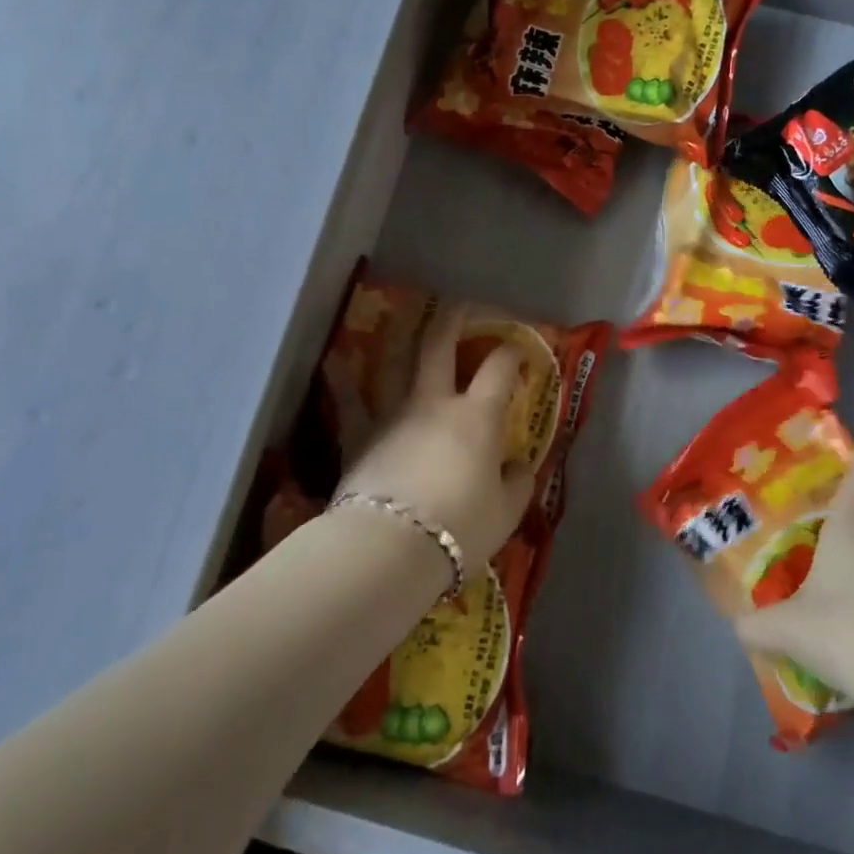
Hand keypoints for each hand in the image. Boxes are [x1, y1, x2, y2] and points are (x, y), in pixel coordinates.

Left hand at [337, 304, 536, 572]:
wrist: (391, 548)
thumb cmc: (460, 528)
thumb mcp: (505, 511)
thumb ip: (517, 482)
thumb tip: (520, 465)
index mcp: (477, 416)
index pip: (499, 369)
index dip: (511, 352)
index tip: (518, 348)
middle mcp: (434, 403)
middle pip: (440, 346)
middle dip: (453, 319)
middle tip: (460, 306)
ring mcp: (393, 415)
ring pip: (392, 363)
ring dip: (398, 337)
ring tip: (399, 317)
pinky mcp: (359, 437)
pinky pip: (348, 403)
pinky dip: (340, 380)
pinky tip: (332, 363)